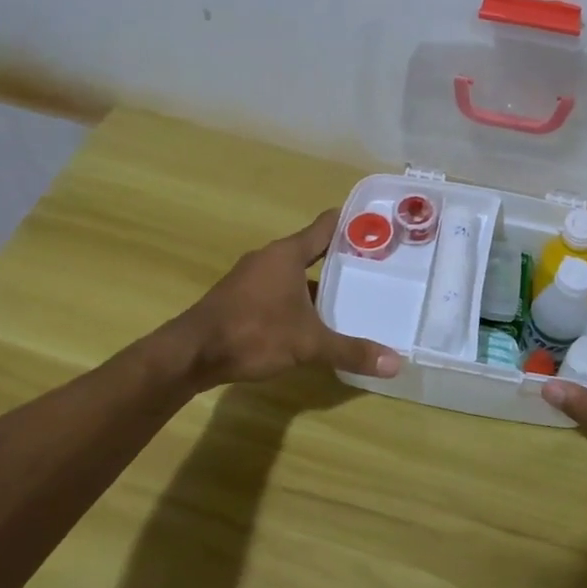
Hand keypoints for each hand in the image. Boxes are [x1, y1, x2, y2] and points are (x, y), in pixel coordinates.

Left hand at [168, 209, 403, 387]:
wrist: (191, 354)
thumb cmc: (253, 333)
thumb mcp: (308, 344)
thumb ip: (350, 350)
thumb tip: (395, 363)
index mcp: (287, 254)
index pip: (326, 226)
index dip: (352, 224)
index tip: (378, 225)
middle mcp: (269, 258)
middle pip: (312, 249)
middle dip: (341, 258)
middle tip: (375, 267)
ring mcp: (250, 277)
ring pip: (293, 273)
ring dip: (317, 282)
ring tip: (349, 296)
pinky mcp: (239, 297)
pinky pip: (277, 289)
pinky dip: (297, 298)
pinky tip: (312, 320)